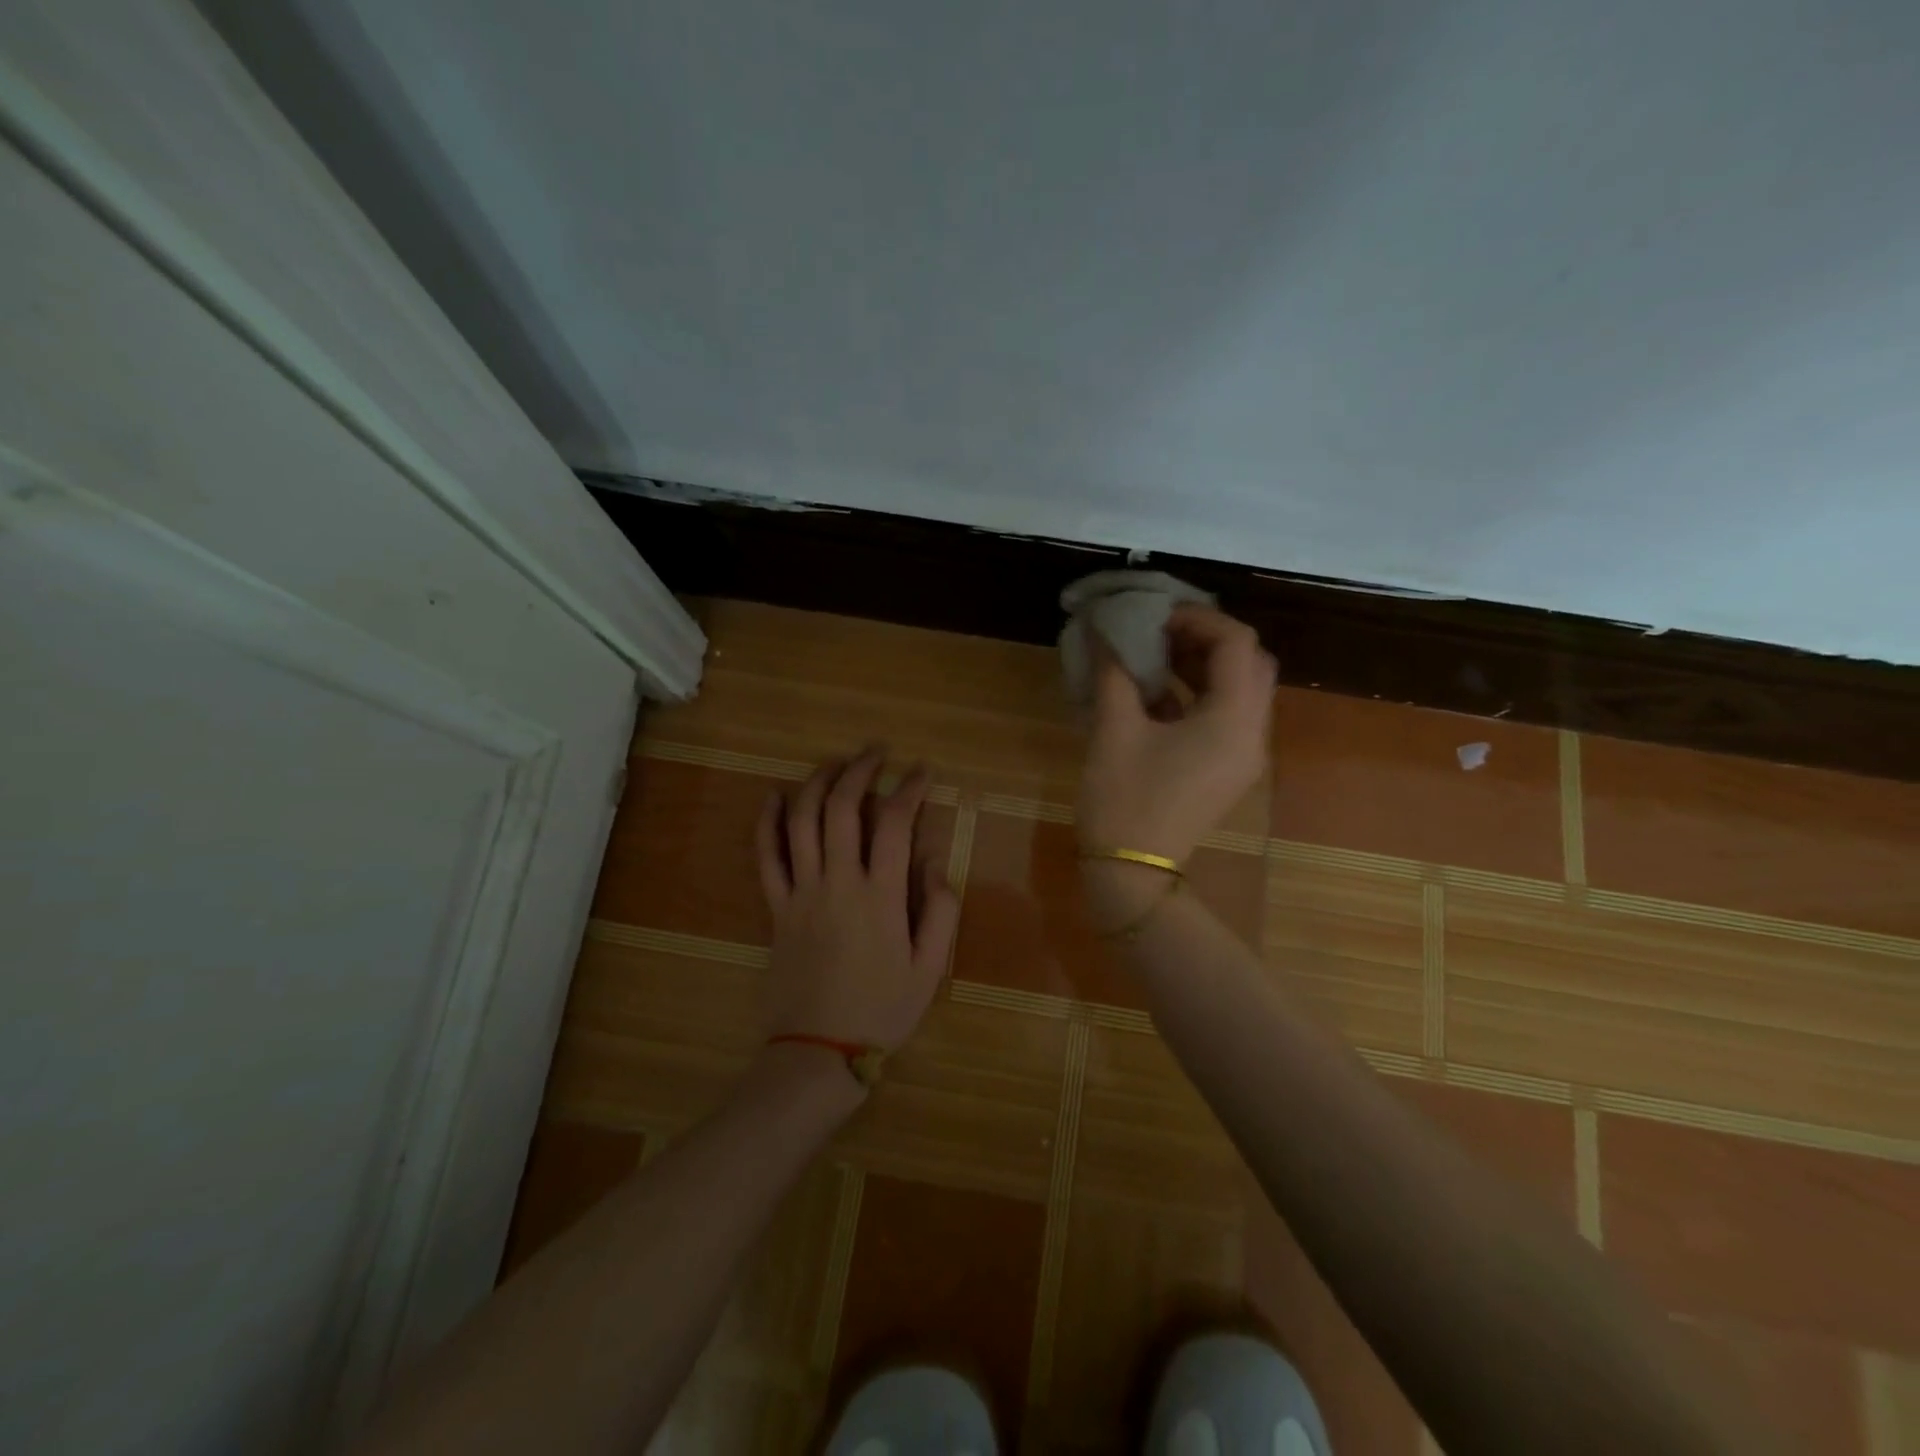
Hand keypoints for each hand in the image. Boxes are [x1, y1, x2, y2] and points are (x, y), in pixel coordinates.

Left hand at [754, 746, 960, 1073]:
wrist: (818, 1052)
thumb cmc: (881, 1010)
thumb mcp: (930, 968)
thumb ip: (939, 911)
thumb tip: (931, 862)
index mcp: (881, 896)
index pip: (894, 822)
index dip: (909, 788)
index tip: (921, 771)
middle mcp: (838, 882)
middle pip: (842, 808)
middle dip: (860, 770)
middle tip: (876, 752)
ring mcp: (801, 892)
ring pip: (802, 821)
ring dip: (817, 782)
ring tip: (834, 763)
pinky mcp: (776, 908)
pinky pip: (766, 857)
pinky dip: (768, 822)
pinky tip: (774, 797)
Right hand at [1076, 606, 1275, 922]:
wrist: (1132, 872)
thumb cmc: (1124, 799)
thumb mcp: (1114, 729)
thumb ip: (1114, 670)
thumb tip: (1103, 627)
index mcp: (1233, 719)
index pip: (1237, 643)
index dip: (1197, 618)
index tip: (1154, 615)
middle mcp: (1252, 733)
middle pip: (1248, 663)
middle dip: (1206, 638)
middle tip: (1159, 632)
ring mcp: (1243, 754)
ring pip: (1239, 689)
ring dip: (1202, 664)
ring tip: (1153, 655)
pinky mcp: (1226, 769)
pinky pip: (1225, 716)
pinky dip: (1198, 693)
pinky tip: (1154, 692)